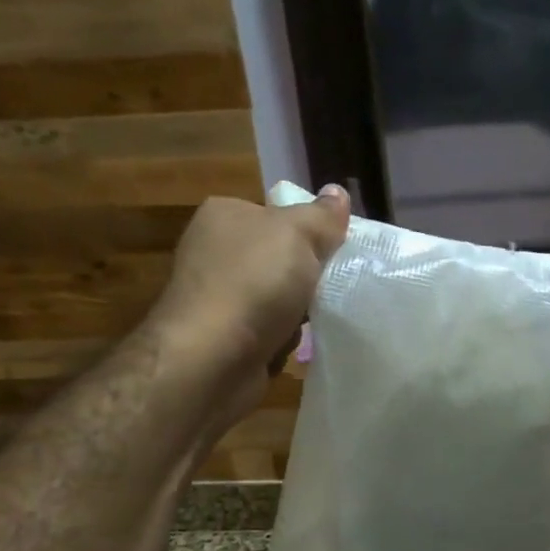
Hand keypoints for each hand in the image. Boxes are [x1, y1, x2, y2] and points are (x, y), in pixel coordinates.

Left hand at [141, 186, 350, 427]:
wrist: (212, 357)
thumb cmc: (255, 282)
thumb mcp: (298, 234)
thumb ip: (322, 216)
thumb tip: (338, 193)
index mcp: (225, 215)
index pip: (279, 215)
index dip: (312, 232)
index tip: (337, 251)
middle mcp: (215, 250)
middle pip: (281, 258)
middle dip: (308, 276)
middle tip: (334, 286)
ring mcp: (217, 296)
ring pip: (278, 297)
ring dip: (300, 312)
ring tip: (318, 319)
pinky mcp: (223, 336)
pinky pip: (268, 330)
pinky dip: (283, 338)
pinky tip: (292, 344)